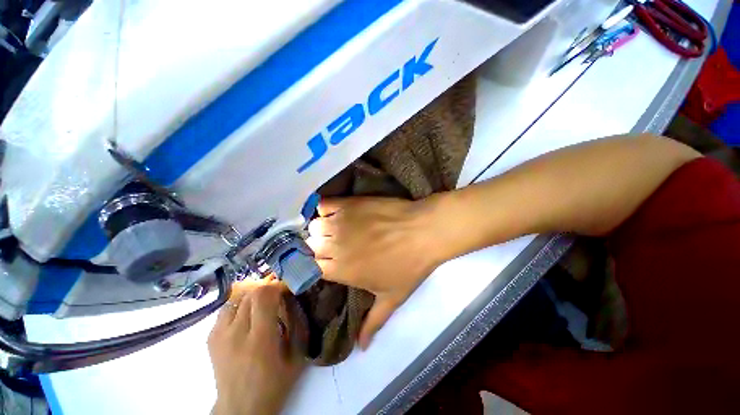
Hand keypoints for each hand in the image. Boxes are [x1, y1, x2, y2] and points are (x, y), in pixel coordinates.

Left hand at [208, 281, 305, 414]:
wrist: (240, 408)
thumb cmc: (274, 384)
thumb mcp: (296, 355)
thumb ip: (297, 324)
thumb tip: (294, 299)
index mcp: (260, 339)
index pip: (263, 295)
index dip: (277, 286)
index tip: (287, 289)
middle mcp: (236, 333)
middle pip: (250, 293)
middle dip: (267, 289)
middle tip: (278, 295)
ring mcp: (219, 334)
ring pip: (237, 298)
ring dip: (253, 296)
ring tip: (262, 304)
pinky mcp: (211, 337)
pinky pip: (227, 309)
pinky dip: (240, 305)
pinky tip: (247, 316)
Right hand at [306, 197, 445, 348]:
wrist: (422, 232)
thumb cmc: (409, 265)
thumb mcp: (392, 298)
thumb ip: (373, 323)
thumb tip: (361, 348)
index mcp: (341, 269)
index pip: (310, 268)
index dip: (313, 265)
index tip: (319, 261)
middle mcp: (334, 245)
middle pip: (309, 245)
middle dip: (316, 246)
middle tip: (330, 244)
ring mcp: (341, 222)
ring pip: (315, 225)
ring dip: (321, 228)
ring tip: (333, 228)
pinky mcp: (349, 204)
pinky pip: (323, 204)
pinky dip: (322, 208)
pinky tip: (332, 211)